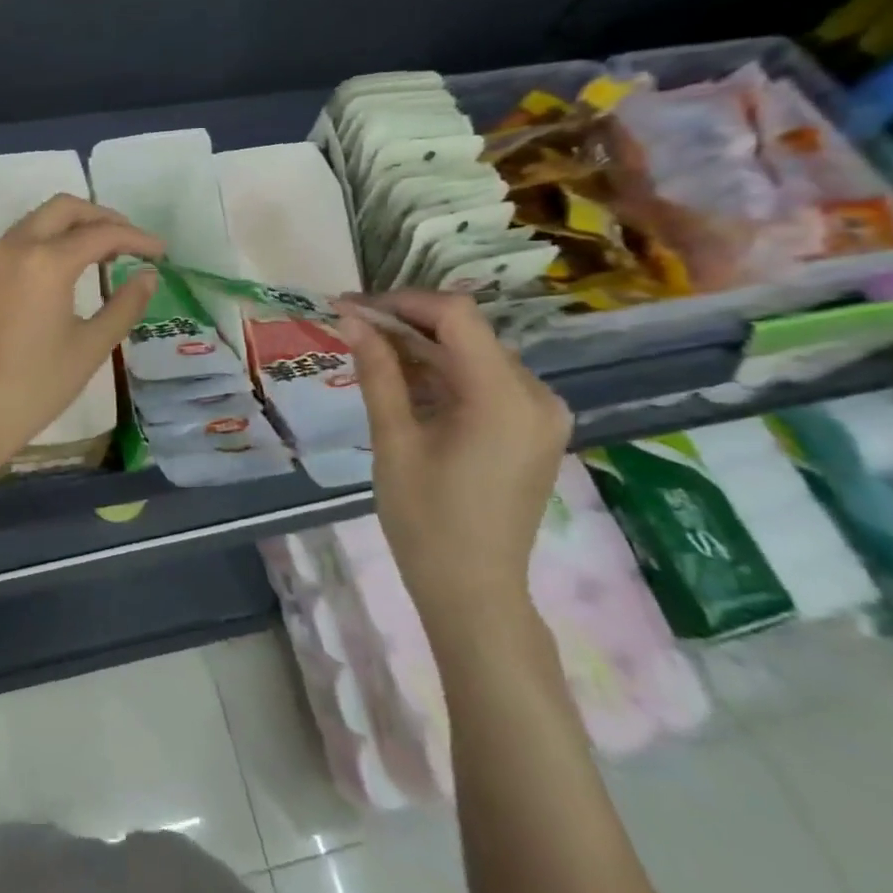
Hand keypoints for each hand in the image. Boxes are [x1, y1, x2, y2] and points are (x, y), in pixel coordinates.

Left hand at [0, 194, 162, 482]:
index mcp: (46, 262)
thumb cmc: (35, 387)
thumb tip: (148, 276)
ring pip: (36, 221)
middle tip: (130, 242)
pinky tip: (62, 271)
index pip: (101, 233)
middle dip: (101, 218)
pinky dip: (44, 242)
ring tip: (101, 254)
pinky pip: (15, 242)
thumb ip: (124, 305)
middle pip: (64, 209)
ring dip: (71, 227)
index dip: (137, 238)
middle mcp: (14, 248)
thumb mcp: (90, 348)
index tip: (161, 253)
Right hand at [336, 291, 571, 632]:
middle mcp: (537, 395)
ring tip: (369, 353)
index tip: (353, 307)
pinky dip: (444, 374)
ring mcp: (541, 413)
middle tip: (352, 327)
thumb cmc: (426, 520)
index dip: (403, 301)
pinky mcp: (534, 429)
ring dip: (423, 348)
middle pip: (467, 333)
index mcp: (505, 397)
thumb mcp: (394, 441)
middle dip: (407, 324)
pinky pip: (486, 382)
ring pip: (475, 355)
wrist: (473, 591)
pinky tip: (405, 383)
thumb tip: (351, 319)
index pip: (457, 315)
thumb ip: (378, 372)